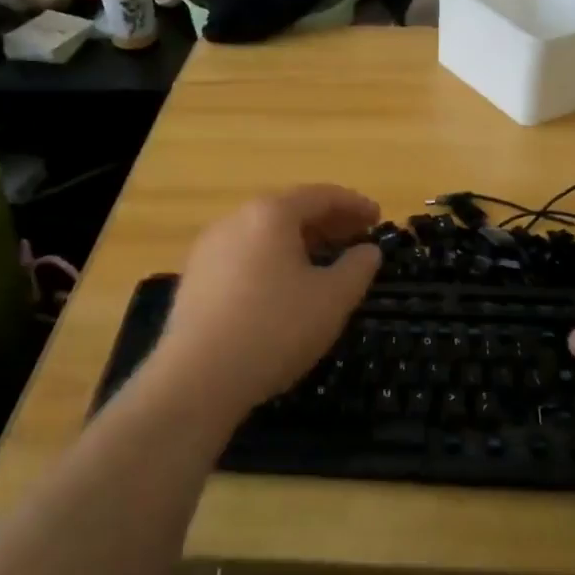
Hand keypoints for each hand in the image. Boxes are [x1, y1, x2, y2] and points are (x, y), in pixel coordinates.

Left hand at [149, 185, 381, 419]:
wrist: (197, 378)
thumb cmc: (275, 329)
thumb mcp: (332, 299)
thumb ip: (357, 268)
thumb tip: (368, 250)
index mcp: (270, 214)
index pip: (321, 196)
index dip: (354, 205)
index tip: (378, 218)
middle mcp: (236, 220)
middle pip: (290, 210)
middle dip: (328, 222)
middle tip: (357, 238)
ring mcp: (210, 248)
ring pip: (264, 234)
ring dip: (299, 241)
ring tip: (324, 262)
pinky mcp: (196, 277)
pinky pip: (245, 255)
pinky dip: (273, 259)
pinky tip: (285, 286)